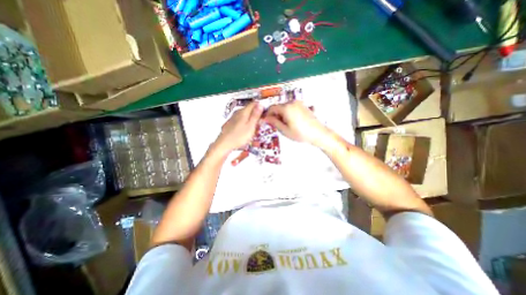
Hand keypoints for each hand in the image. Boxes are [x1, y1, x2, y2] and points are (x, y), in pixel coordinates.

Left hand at [213, 101, 262, 152]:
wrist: (224, 144)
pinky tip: (246, 129)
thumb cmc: (238, 137)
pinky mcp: (231, 123)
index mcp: (243, 112)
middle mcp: (238, 112)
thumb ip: (255, 115)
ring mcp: (233, 117)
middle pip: (249, 109)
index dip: (261, 106)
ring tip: (255, 127)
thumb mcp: (251, 127)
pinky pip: (241, 119)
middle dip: (256, 113)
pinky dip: (245, 122)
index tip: (266, 113)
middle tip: (261, 122)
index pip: (254, 103)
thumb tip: (260, 104)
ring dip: (251, 118)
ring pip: (245, 114)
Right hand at [263, 100, 326, 146]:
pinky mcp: (303, 106)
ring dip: (281, 115)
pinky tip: (291, 122)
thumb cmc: (300, 133)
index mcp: (286, 107)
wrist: (318, 133)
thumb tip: (265, 118)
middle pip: (278, 107)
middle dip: (275, 115)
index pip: (272, 108)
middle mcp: (292, 102)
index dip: (267, 115)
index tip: (266, 122)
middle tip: (276, 126)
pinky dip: (288, 113)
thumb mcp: (285, 130)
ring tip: (285, 125)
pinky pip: (291, 107)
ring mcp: (298, 103)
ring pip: (284, 107)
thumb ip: (274, 122)